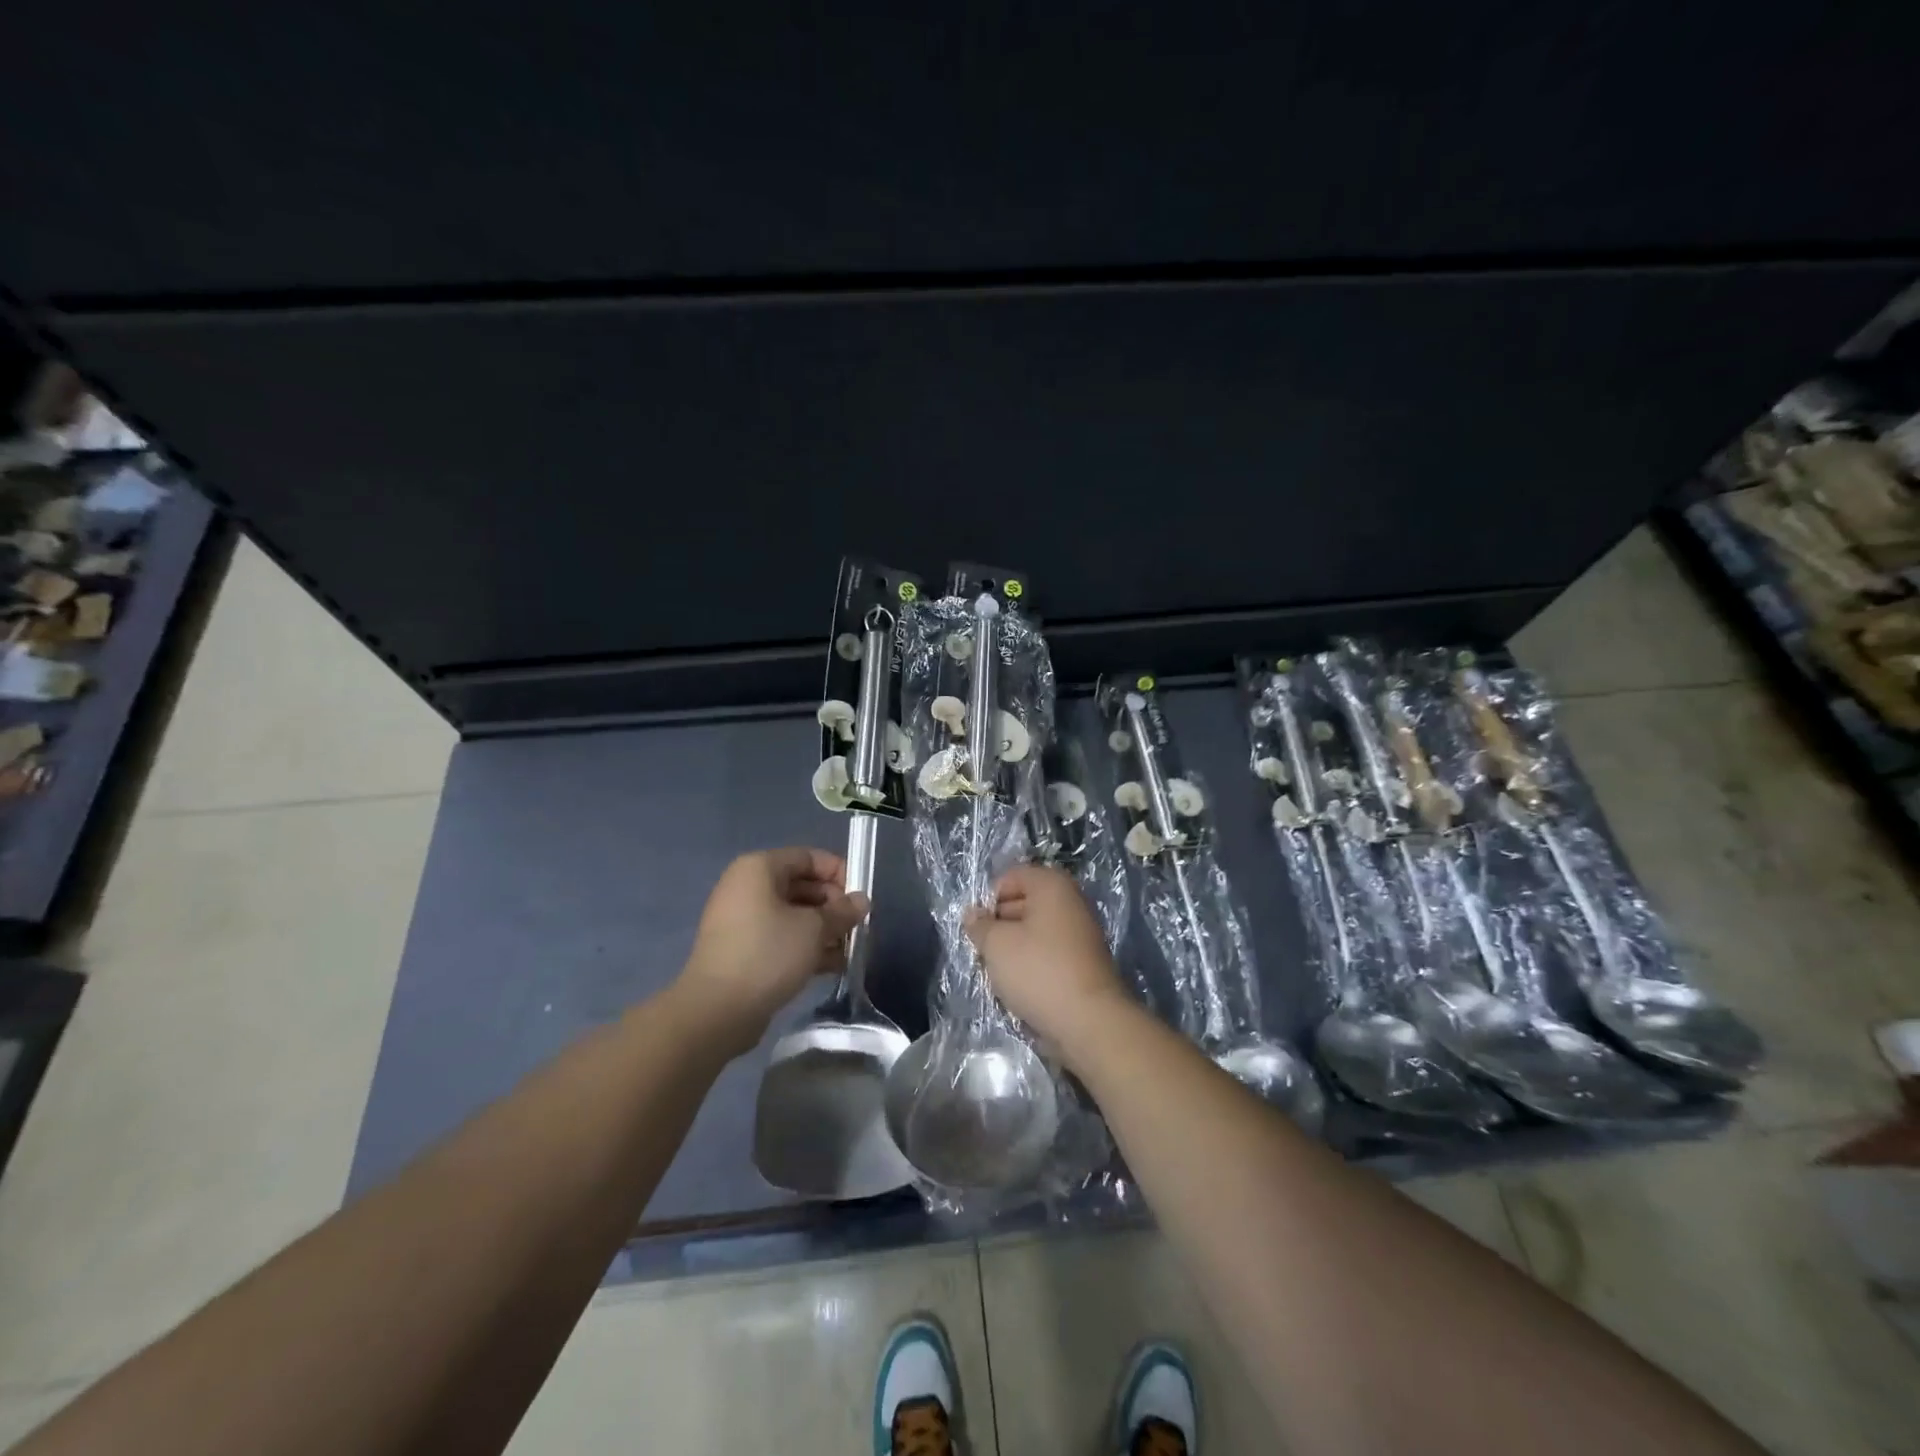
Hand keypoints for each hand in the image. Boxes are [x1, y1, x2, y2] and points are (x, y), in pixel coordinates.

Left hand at [678, 847, 868, 1055]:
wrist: (716, 1011)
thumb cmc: (768, 954)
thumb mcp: (815, 929)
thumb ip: (842, 911)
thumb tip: (861, 901)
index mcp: (759, 868)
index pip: (808, 857)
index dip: (839, 873)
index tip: (860, 899)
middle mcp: (747, 887)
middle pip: (802, 886)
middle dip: (834, 907)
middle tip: (857, 929)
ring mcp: (742, 920)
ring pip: (794, 915)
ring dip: (824, 930)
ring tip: (848, 952)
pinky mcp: (742, 950)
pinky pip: (781, 937)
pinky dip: (805, 947)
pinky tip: (831, 967)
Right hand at [964, 864, 1127, 1047]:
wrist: (1090, 1022)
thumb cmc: (1039, 971)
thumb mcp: (996, 944)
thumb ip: (979, 926)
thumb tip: (972, 914)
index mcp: (1051, 885)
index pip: (1010, 877)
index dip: (988, 900)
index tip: (977, 928)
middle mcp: (1070, 902)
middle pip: (1022, 903)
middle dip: (999, 925)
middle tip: (983, 951)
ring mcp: (1080, 933)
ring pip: (1034, 932)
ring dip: (1013, 949)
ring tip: (998, 973)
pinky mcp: (1083, 963)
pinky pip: (1048, 954)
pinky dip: (1032, 965)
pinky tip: (1019, 986)